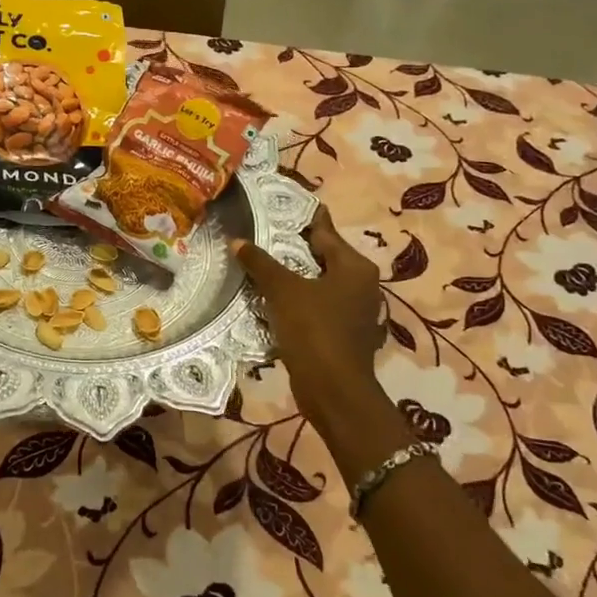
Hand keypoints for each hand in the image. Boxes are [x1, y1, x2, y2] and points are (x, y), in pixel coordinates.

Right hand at [232, 207, 401, 449]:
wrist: (334, 391)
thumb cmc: (315, 331)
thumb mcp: (284, 291)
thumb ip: (261, 263)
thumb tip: (236, 240)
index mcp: (354, 267)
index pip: (324, 231)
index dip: (301, 218)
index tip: (277, 206)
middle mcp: (360, 284)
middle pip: (321, 256)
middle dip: (291, 248)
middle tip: (257, 234)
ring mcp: (353, 310)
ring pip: (316, 282)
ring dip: (291, 276)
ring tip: (257, 264)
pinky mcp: (341, 332)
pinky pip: (314, 305)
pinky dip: (295, 300)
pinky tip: (268, 298)